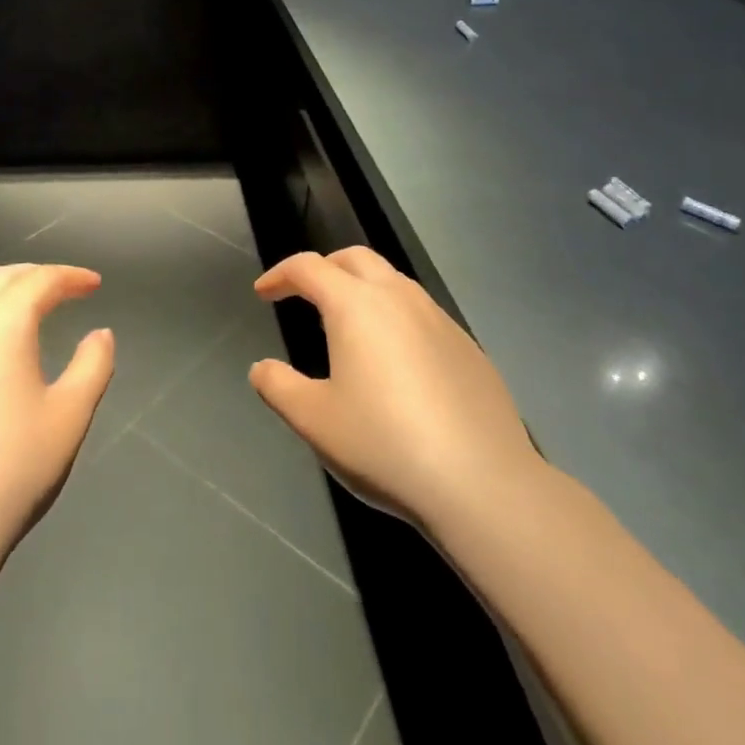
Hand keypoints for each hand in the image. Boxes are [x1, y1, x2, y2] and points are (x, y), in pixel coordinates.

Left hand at [0, 264, 113, 570]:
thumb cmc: (12, 468)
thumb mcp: (69, 416)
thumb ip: (92, 365)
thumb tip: (100, 334)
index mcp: (1, 324)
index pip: (40, 280)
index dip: (71, 276)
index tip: (94, 285)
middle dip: (35, 276)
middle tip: (64, 289)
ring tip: (22, 310)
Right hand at [249, 247, 547, 540]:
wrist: (483, 485)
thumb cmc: (384, 445)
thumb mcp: (313, 420)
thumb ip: (278, 386)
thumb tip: (261, 368)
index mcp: (355, 305)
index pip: (309, 267)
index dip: (280, 274)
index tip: (264, 293)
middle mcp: (399, 298)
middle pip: (355, 259)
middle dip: (325, 267)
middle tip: (306, 294)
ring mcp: (440, 320)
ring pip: (394, 282)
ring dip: (363, 289)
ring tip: (349, 327)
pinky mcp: (469, 348)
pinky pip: (423, 314)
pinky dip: (396, 318)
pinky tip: (397, 363)